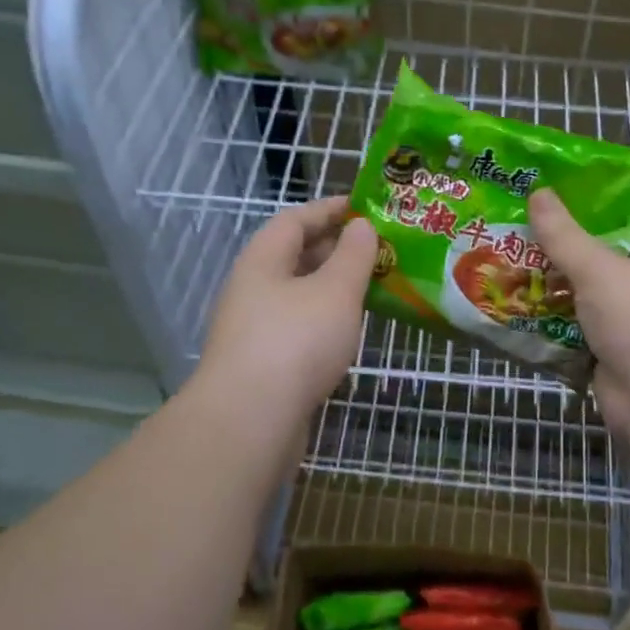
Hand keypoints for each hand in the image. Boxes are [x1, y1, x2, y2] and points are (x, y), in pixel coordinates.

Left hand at [194, 196, 377, 423]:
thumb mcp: (335, 290)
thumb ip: (353, 255)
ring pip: (299, 294)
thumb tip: (361, 226)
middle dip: (336, 248)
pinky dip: (326, 320)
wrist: (249, 422)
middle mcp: (253, 288)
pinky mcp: (264, 363)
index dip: (330, 209)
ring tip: (373, 286)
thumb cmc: (295, 342)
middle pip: (295, 256)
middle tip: (379, 249)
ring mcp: (255, 328)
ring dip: (333, 287)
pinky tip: (350, 331)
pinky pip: (300, 327)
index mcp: (264, 260)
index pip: (295, 219)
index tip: (365, 207)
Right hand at [529, 189, 629, 441]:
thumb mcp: (601, 269)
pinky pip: (572, 330)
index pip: (627, 215)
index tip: (549, 188)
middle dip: (558, 244)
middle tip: (513, 224)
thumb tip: (539, 193)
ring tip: (502, 261)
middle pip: (598, 255)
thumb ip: (565, 234)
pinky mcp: (609, 355)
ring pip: (582, 295)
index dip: (591, 200)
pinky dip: (547, 323)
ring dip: (548, 285)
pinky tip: (510, 307)